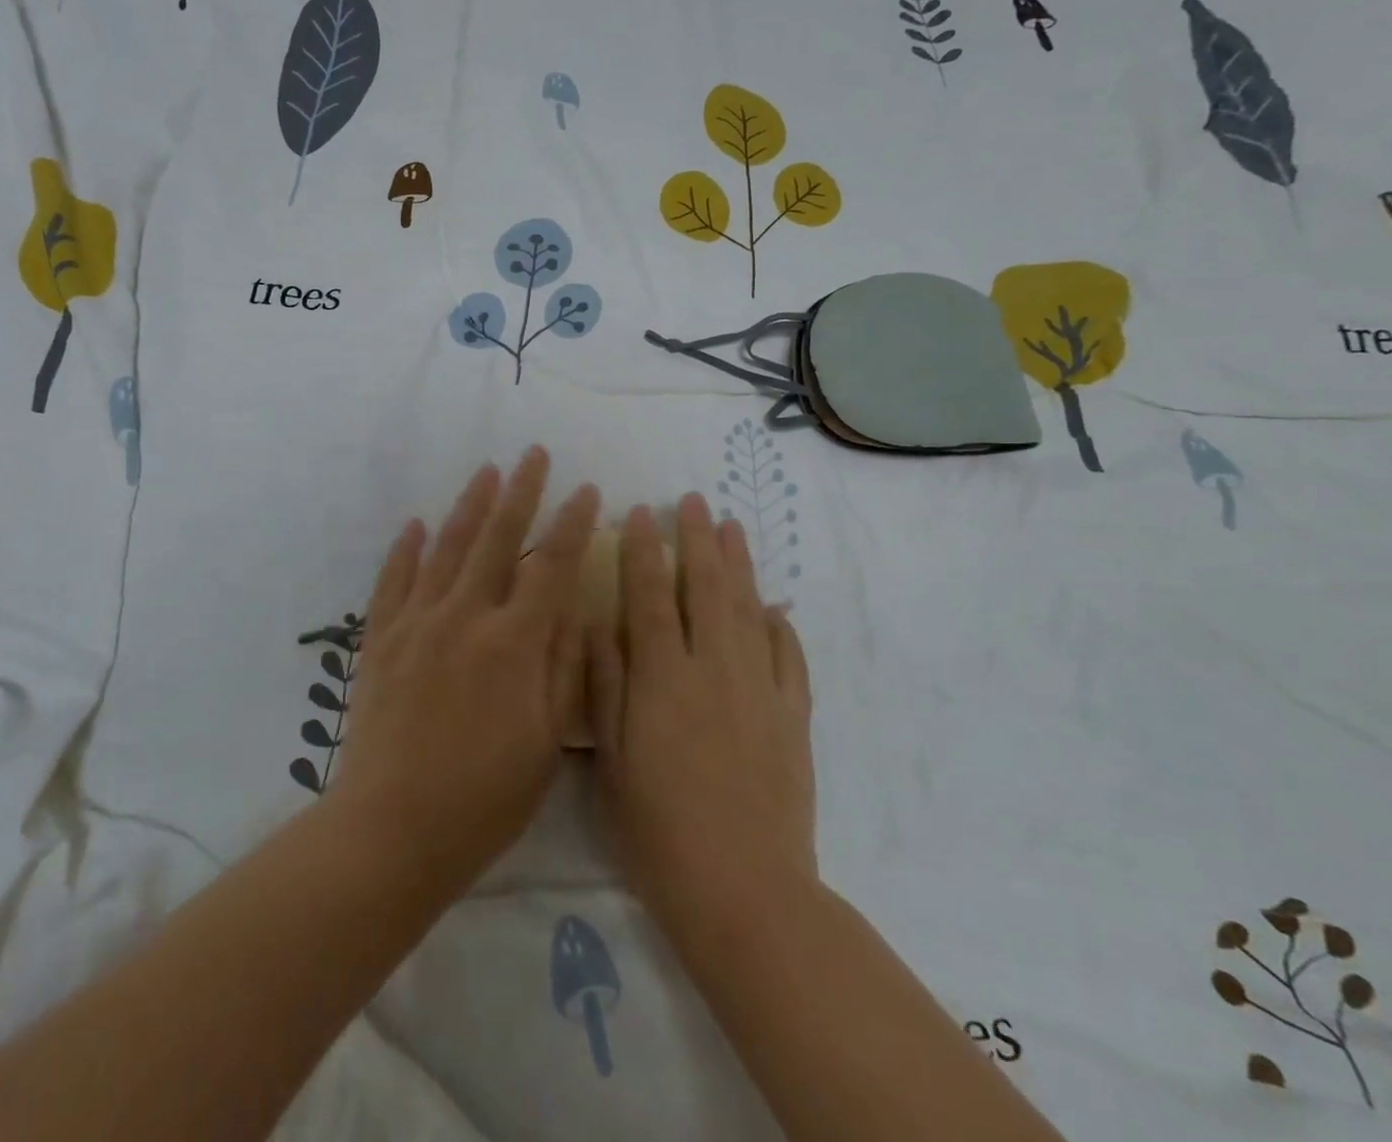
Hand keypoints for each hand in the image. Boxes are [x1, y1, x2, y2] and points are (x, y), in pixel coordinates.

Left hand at [329, 447, 600, 898]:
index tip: (588, 490)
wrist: (391, 830)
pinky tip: (415, 524)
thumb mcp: (547, 741)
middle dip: (520, 491)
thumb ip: (564, 666)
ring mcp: (417, 623)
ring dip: (469, 505)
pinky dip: (405, 550)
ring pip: (446, 547)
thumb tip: (573, 607)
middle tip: (533, 454)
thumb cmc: (484, 796)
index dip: (573, 523)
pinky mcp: (381, 640)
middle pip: (497, 538)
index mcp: (513, 642)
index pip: (552, 565)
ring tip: (487, 471)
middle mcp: (465, 617)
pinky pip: (393, 581)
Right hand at [589, 494, 816, 934]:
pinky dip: (782, 625)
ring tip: (733, 528)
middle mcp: (715, 668)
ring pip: (750, 609)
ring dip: (740, 564)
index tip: (641, 513)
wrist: (745, 892)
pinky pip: (790, 656)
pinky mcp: (794, 718)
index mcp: (663, 677)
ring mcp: (761, 690)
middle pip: (707, 588)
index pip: (649, 595)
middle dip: (698, 539)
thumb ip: (604, 685)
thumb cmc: (659, 830)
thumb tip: (598, 623)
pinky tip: (775, 606)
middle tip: (694, 500)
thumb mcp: (612, 759)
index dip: (644, 550)